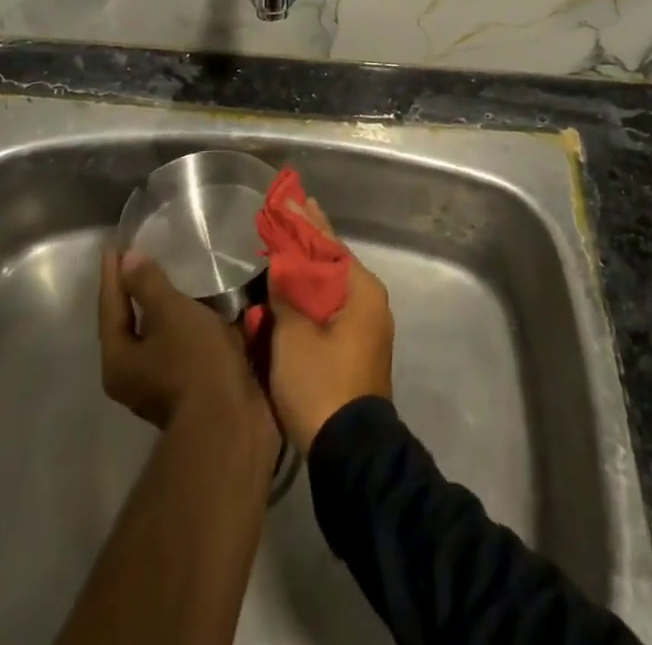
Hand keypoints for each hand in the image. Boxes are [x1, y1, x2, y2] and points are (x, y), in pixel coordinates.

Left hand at [99, 251, 273, 446]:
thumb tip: (128, 260)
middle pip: (128, 326)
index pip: (110, 307)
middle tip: (139, 261)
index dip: (113, 275)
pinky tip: (197, 310)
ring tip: (171, 280)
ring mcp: (159, 387)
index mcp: (118, 360)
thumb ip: (148, 285)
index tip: (113, 246)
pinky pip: (178, 346)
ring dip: (162, 310)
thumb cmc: (194, 361)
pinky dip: (183, 325)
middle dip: (134, 294)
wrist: (230, 421)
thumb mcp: (170, 313)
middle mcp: (131, 378)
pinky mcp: (188, 389)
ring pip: (155, 338)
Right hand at [266, 195, 394, 451]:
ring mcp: (364, 328)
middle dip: (305, 243)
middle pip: (331, 263)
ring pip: (329, 288)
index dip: (306, 220)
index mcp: (361, 290)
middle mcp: (369, 302)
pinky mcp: (355, 350)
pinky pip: (329, 310)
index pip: (329, 243)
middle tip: (283, 217)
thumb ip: (288, 290)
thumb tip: (283, 261)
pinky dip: (309, 297)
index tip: (291, 197)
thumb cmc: (321, 384)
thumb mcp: (294, 334)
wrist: (349, 453)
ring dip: (305, 272)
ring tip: (282, 248)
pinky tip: (289, 291)